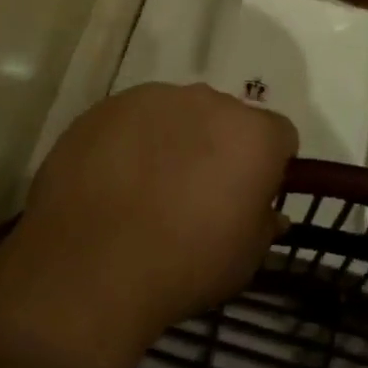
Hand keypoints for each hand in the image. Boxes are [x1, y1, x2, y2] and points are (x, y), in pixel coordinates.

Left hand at [14, 84, 298, 343]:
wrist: (88, 268)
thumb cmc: (183, 266)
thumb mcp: (243, 261)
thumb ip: (264, 225)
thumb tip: (270, 213)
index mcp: (252, 134)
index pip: (279, 136)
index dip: (268, 166)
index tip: (249, 196)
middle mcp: (208, 101)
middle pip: (225, 117)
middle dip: (219, 146)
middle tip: (197, 192)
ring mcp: (152, 99)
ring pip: (176, 113)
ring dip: (174, 140)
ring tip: (148, 187)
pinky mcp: (106, 107)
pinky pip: (132, 119)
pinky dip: (131, 142)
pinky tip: (113, 181)